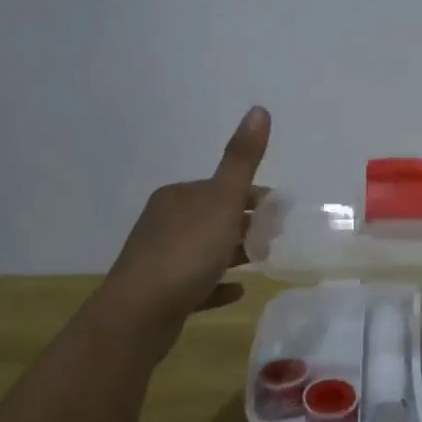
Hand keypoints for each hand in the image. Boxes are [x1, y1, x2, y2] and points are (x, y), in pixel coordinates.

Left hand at [86, 106, 270, 356]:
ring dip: (233, 252)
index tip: (282, 211)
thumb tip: (259, 108)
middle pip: (213, 217)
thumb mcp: (222, 200)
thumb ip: (241, 159)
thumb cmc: (186, 251)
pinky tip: (238, 290)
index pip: (221, 188)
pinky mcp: (161, 293)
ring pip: (204, 249)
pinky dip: (218, 283)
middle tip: (279, 235)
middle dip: (245, 223)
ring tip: (265, 259)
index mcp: (178, 197)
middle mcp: (165, 222)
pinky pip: (197, 283)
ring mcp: (160, 259)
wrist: (139, 313)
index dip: (253, 196)